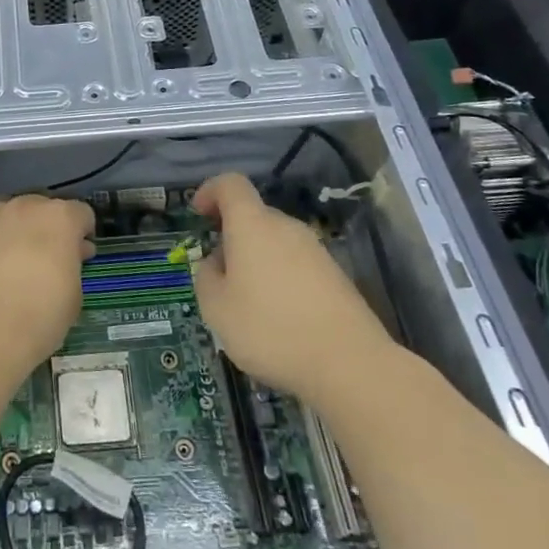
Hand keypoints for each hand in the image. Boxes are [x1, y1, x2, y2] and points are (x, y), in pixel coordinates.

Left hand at [0, 195, 94, 378]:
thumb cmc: (40, 315)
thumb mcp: (73, 295)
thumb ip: (72, 265)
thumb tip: (69, 254)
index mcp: (59, 218)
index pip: (80, 213)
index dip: (81, 233)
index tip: (78, 254)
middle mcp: (23, 207)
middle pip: (39, 207)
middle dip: (44, 227)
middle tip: (42, 258)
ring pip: (3, 212)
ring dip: (10, 228)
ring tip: (7, 259)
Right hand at [191, 172, 392, 398]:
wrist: (350, 364)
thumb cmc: (270, 329)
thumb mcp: (216, 308)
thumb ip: (206, 277)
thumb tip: (216, 263)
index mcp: (253, 225)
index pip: (231, 184)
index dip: (210, 191)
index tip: (197, 214)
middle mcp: (286, 227)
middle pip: (254, 215)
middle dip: (232, 236)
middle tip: (218, 274)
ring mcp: (316, 250)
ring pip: (276, 242)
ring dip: (256, 260)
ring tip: (248, 303)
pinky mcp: (336, 276)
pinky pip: (297, 264)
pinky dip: (281, 279)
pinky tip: (280, 318)